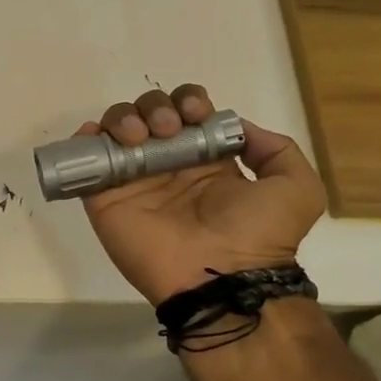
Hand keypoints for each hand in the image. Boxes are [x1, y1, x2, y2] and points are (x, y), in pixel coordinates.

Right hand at [79, 84, 325, 306]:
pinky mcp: (105, 199)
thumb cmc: (259, 234)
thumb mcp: (296, 188)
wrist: (222, 278)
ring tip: (139, 137)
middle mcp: (167, 167)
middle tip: (166, 128)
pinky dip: (83, 141)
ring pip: (116, 130)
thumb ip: (275, 150)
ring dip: (124, 118)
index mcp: (206, 161)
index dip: (188, 102)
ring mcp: (134, 182)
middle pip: (148, 114)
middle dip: (156, 107)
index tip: (195, 115)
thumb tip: (236, 127)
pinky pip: (86, 162)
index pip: (187, 113)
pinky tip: (94, 135)